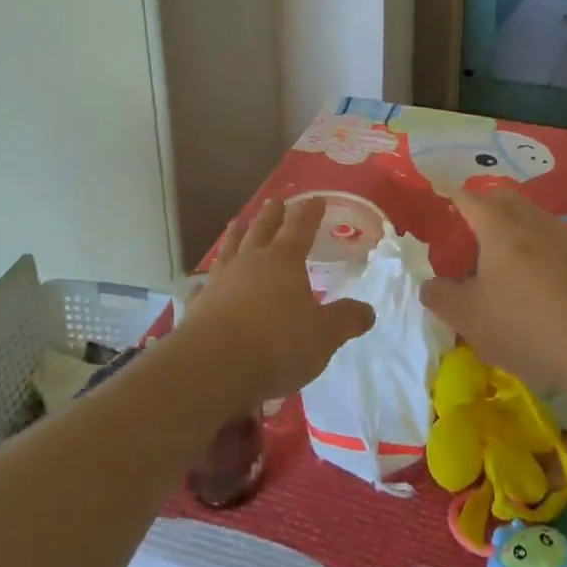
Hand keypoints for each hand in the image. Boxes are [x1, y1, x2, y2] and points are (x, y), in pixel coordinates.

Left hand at [178, 198, 374, 409]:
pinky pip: (204, 285)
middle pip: (262, 229)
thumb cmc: (277, 344)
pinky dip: (207, 280)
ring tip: (238, 222)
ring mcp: (221, 281)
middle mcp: (251, 262)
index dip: (309, 212)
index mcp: (284, 261)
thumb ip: (345, 320)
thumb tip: (368, 311)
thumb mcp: (324, 336)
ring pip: (230, 248)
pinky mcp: (199, 305)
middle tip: (275, 201)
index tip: (315, 199)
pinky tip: (204, 282)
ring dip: (236, 234)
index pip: (300, 227)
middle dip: (272, 215)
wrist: (214, 367)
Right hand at [422, 186, 566, 395]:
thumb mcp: (468, 317)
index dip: (451, 199)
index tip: (441, 205)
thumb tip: (430, 284)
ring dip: (514, 227)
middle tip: (469, 232)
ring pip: (532, 217)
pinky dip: (538, 248)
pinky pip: (554, 240)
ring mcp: (565, 237)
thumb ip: (440, 296)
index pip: (468, 198)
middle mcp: (532, 221)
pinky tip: (537, 280)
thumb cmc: (524, 324)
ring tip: (502, 259)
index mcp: (498, 226)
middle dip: (484, 206)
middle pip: (503, 198)